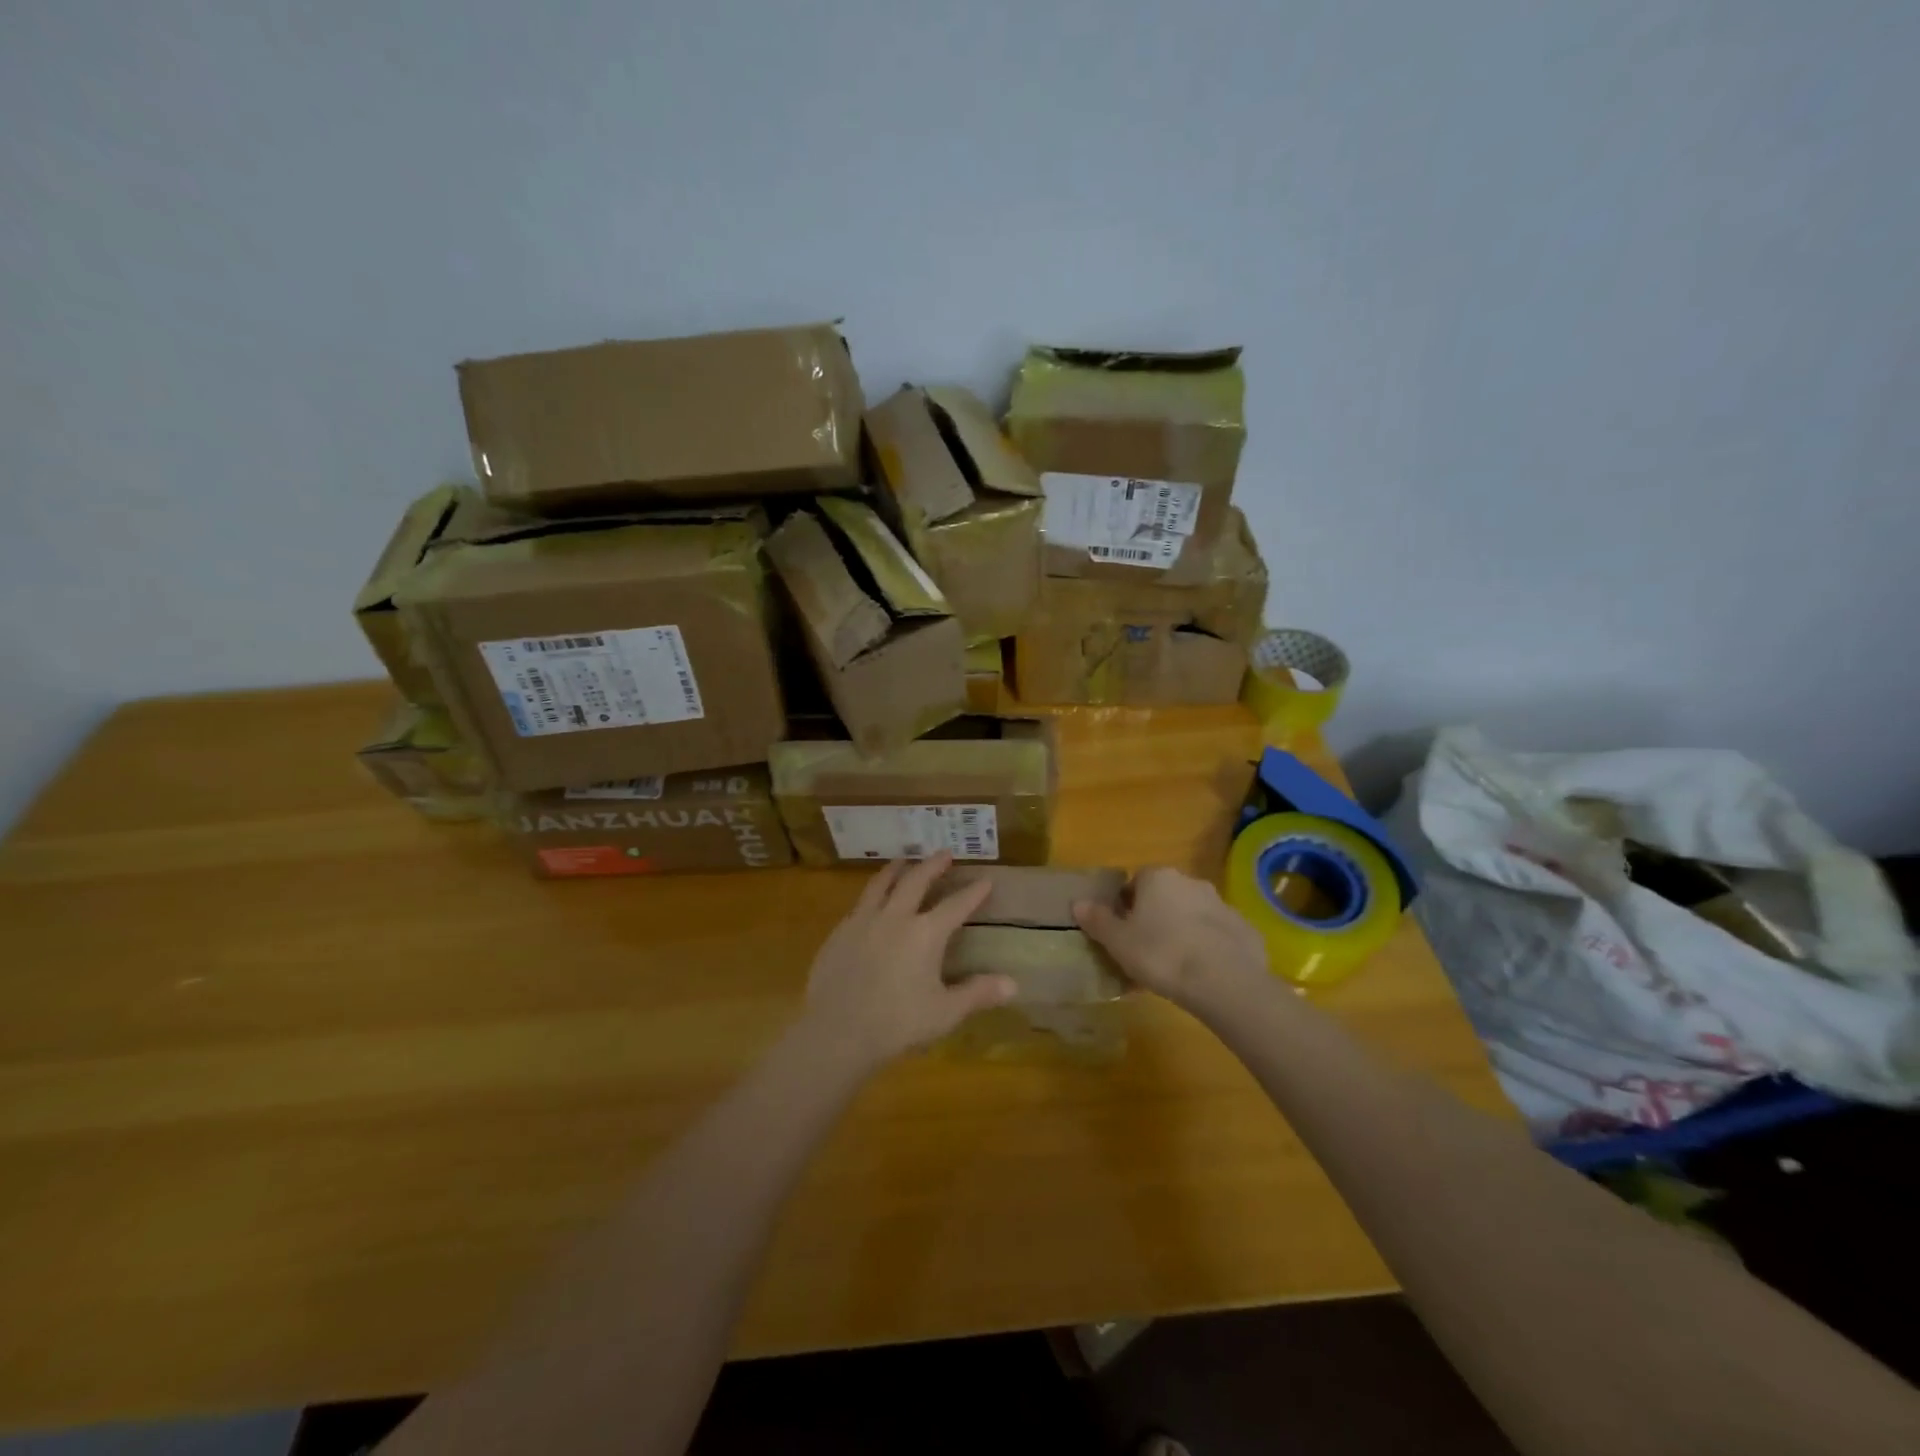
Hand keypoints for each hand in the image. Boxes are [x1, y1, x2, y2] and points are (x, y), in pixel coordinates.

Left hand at [801, 853, 1016, 1071]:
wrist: (838, 1032)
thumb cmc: (897, 1023)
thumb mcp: (944, 1012)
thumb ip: (977, 994)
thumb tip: (1013, 984)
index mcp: (925, 934)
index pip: (955, 906)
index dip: (973, 893)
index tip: (986, 880)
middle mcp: (895, 917)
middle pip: (916, 881)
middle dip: (932, 865)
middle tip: (944, 853)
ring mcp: (863, 921)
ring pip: (882, 884)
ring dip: (896, 869)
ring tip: (903, 860)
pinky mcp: (839, 932)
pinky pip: (859, 903)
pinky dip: (872, 894)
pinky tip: (872, 900)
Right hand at [1074, 866, 1273, 1015]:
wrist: (1223, 981)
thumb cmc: (1160, 954)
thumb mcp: (1118, 941)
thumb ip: (1097, 920)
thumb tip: (1078, 903)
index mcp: (1158, 877)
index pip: (1135, 883)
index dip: (1126, 908)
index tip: (1123, 933)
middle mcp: (1190, 881)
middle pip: (1164, 897)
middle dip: (1155, 918)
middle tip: (1145, 951)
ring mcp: (1221, 903)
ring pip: (1192, 915)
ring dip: (1182, 932)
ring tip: (1173, 967)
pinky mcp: (1244, 929)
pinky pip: (1217, 935)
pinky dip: (1208, 948)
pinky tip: (1201, 975)